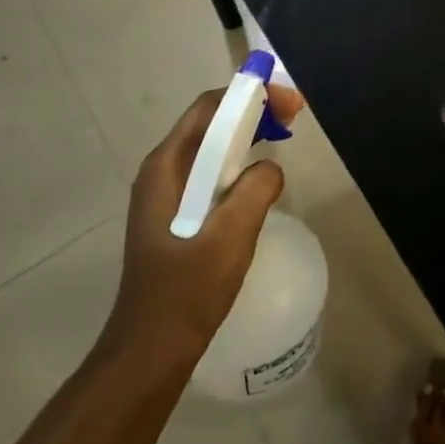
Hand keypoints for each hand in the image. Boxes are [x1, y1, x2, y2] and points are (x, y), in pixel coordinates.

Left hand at [102, 85, 304, 362]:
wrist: (151, 348)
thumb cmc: (187, 290)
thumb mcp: (231, 235)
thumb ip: (256, 188)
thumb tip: (270, 168)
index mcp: (166, 167)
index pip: (209, 108)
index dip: (249, 95)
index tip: (289, 103)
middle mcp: (161, 171)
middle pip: (209, 122)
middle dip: (252, 111)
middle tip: (293, 117)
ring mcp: (166, 194)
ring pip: (211, 147)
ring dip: (247, 134)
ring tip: (282, 136)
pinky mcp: (175, 214)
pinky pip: (210, 171)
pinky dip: (238, 161)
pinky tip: (259, 177)